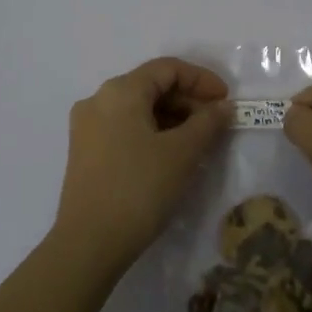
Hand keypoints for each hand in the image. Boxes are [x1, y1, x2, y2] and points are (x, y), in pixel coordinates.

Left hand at [53, 57, 231, 269]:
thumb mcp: (182, 153)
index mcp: (120, 91)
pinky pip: (125, 128)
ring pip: (138, 109)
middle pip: (151, 86)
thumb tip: (223, 107)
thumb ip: (207, 122)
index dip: (202, 80)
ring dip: (172, 118)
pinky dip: (152, 132)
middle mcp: (98, 100)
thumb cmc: (140, 188)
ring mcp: (87, 127)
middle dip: (188, 100)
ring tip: (199, 142)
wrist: (90, 243)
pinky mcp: (85, 152)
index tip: (226, 102)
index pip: (167, 68)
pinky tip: (171, 155)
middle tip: (216, 124)